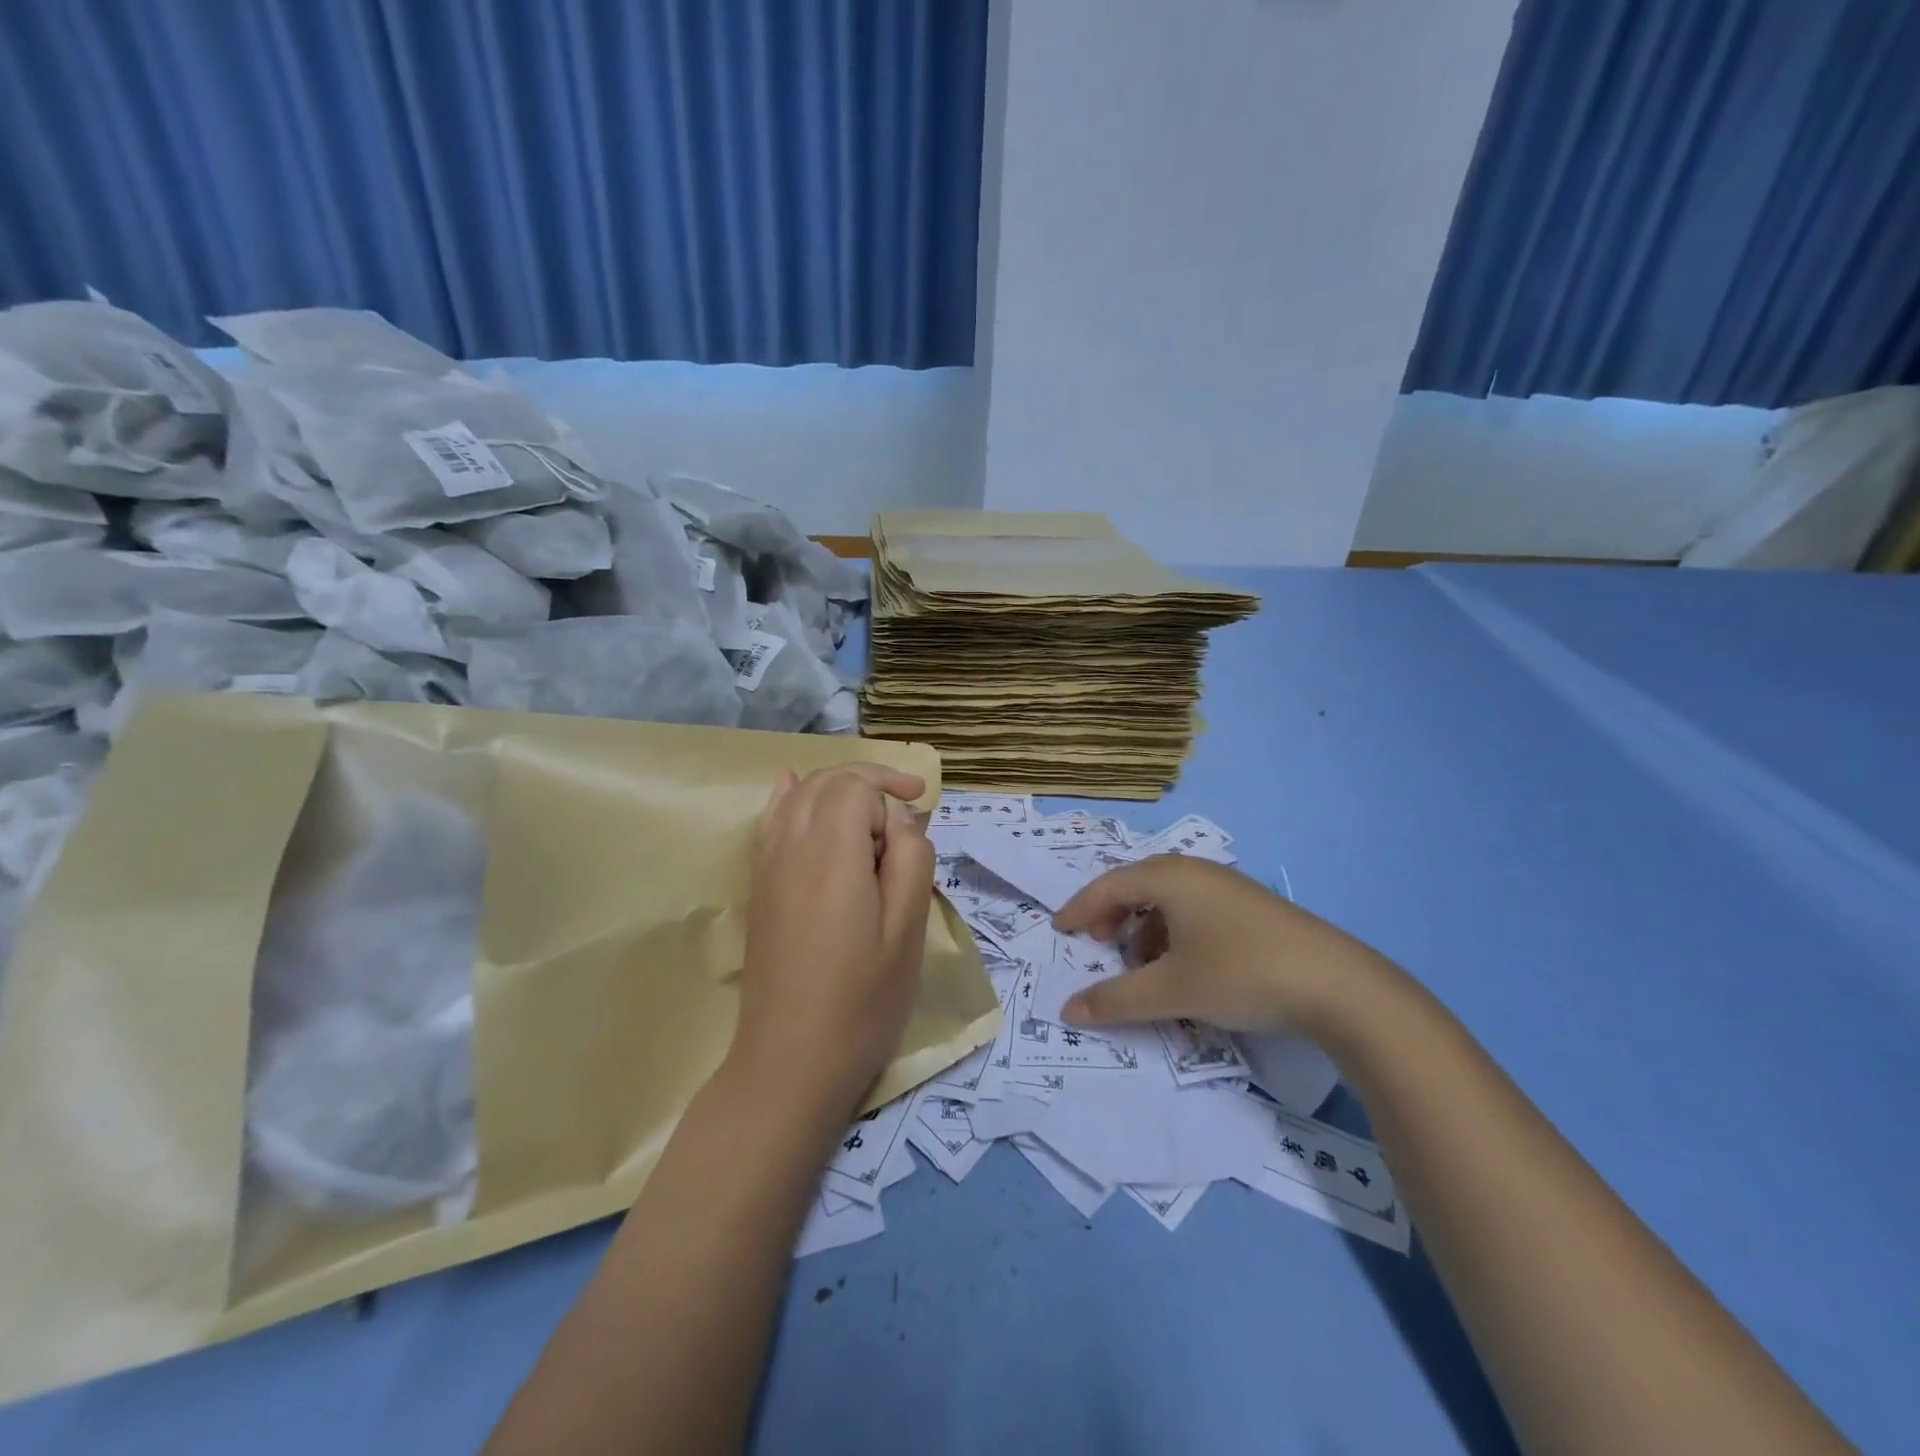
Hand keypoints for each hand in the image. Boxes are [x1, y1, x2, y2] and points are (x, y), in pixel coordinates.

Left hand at [731, 762, 934, 1119]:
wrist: (790, 1061)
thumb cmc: (862, 1000)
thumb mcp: (908, 930)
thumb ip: (911, 859)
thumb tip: (901, 818)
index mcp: (832, 852)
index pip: (857, 787)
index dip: (891, 792)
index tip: (919, 821)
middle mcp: (792, 845)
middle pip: (828, 781)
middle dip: (870, 781)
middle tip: (908, 804)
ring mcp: (768, 864)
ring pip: (800, 794)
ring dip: (838, 787)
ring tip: (872, 807)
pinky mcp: (760, 885)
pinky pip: (771, 819)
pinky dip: (790, 795)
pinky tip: (792, 785)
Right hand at [1052, 855, 1390, 1037]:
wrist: (1339, 985)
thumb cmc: (1242, 974)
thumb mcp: (1172, 990)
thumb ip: (1116, 999)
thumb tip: (1068, 1009)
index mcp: (1169, 878)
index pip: (1108, 886)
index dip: (1079, 909)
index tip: (1060, 931)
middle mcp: (1195, 871)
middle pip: (1137, 885)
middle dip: (1112, 916)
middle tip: (1099, 946)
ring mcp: (1227, 886)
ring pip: (1167, 899)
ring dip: (1144, 928)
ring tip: (1143, 967)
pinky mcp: (1250, 907)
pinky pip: (1194, 909)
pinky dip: (1174, 932)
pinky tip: (1185, 967)